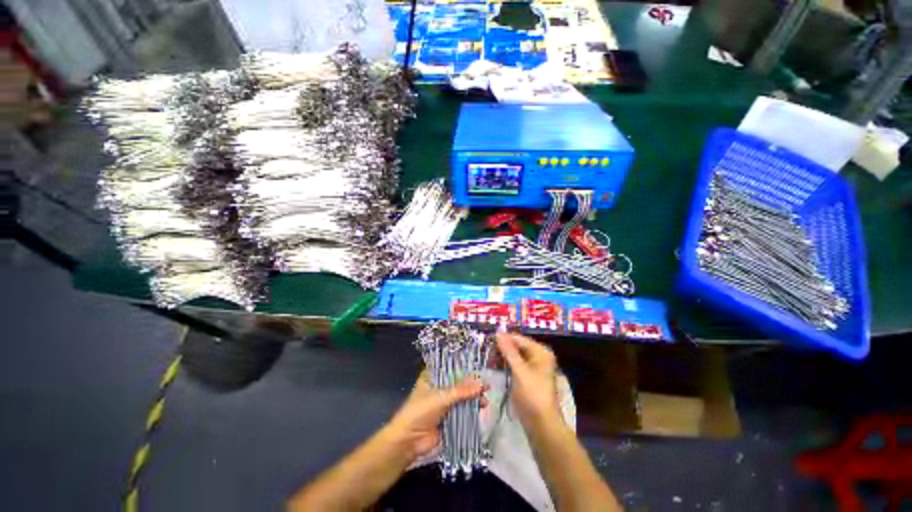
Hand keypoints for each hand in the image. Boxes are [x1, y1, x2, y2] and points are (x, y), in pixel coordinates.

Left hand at [386, 370, 485, 458]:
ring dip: (473, 398)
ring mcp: (444, 404)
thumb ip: (462, 391)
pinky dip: (471, 410)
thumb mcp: (441, 397)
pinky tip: (481, 409)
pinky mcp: (448, 418)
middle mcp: (438, 388)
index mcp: (432, 377)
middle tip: (485, 387)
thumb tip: (481, 385)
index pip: (450, 368)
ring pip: (461, 398)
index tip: (478, 369)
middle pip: (458, 384)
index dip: (464, 369)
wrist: (408, 441)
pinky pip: (462, 412)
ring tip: (485, 399)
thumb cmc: (420, 412)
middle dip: (471, 386)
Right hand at [496, 332, 560, 430]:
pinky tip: (494, 365)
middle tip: (486, 349)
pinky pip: (515, 364)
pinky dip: (505, 364)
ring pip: (515, 355)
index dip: (504, 338)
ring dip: (502, 356)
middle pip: (517, 346)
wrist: (541, 424)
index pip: (519, 339)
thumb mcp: (519, 370)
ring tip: (488, 357)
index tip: (487, 339)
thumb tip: (498, 333)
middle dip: (502, 347)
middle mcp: (538, 356)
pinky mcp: (527, 376)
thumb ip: (508, 351)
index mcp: (540, 352)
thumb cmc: (532, 394)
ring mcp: (533, 367)